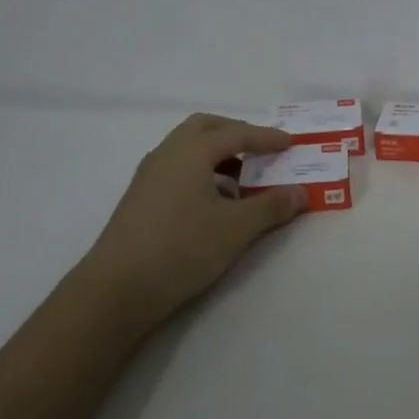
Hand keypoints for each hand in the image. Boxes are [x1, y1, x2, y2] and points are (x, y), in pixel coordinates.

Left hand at [77, 113, 306, 334]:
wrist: (117, 289)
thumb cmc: (182, 248)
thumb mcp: (236, 229)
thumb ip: (271, 207)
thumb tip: (301, 193)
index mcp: (191, 151)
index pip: (236, 133)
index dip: (266, 137)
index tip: (290, 143)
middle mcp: (167, 154)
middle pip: (205, 128)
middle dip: (236, 133)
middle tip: (261, 149)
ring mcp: (149, 176)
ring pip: (188, 150)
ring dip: (218, 155)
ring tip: (243, 179)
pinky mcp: (140, 199)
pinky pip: (178, 170)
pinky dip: (202, 173)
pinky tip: (215, 203)